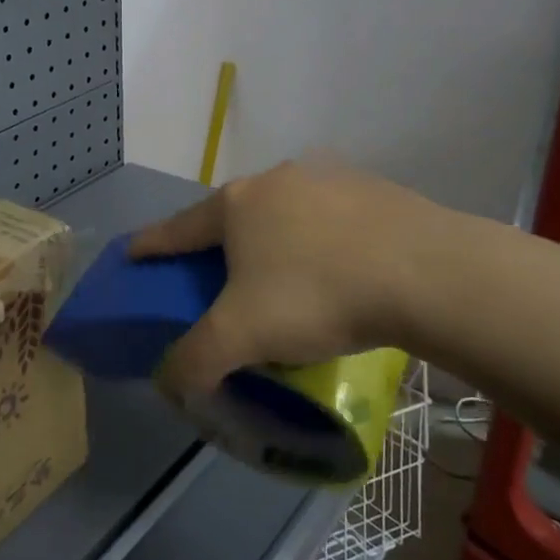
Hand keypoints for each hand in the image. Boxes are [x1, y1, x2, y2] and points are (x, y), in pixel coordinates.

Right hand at [129, 159, 447, 396]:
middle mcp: (275, 180)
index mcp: (236, 204)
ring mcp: (327, 178)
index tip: (132, 252)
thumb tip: (170, 382)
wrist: (427, 271)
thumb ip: (195, 361)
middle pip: (231, 217)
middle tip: (217, 280)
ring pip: (283, 214)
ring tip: (283, 279)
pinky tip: (338, 271)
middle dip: (218, 245)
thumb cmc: (317, 295)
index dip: (151, 244)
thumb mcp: (242, 336)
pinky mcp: (372, 189)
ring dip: (272, 241)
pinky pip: (329, 219)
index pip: (177, 227)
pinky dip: (319, 242)